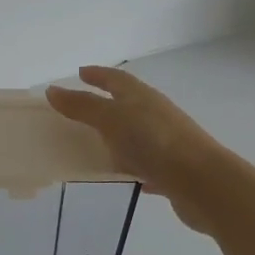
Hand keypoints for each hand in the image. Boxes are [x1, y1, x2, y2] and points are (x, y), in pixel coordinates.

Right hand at [46, 66, 228, 233]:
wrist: (201, 182)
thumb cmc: (153, 141)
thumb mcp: (111, 119)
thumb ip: (83, 106)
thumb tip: (53, 89)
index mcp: (141, 97)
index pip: (116, 78)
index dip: (98, 74)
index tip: (80, 73)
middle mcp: (155, 114)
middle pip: (126, 104)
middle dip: (105, 103)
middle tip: (79, 109)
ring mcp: (164, 142)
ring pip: (134, 134)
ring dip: (115, 136)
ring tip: (91, 144)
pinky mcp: (169, 170)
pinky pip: (142, 163)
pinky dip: (128, 164)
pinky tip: (116, 175)